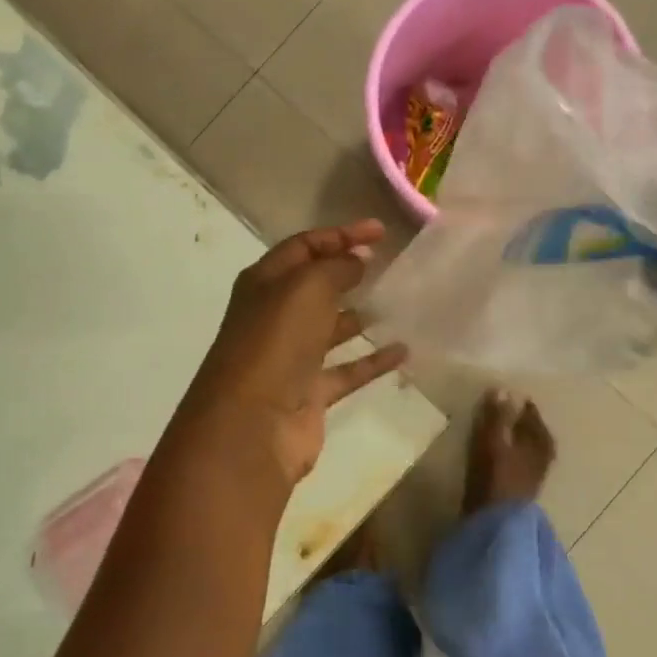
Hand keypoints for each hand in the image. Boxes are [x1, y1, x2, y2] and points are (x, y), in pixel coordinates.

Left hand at [182, 220, 408, 484]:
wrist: (252, 426)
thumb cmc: (275, 343)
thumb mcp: (306, 289)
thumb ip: (336, 268)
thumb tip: (357, 259)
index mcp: (264, 284)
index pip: (303, 247)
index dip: (340, 235)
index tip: (380, 231)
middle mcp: (274, 317)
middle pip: (314, 286)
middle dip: (347, 271)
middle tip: (387, 263)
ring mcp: (291, 357)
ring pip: (330, 328)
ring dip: (359, 315)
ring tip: (397, 301)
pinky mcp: (309, 393)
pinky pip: (347, 370)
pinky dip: (372, 360)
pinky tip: (403, 350)